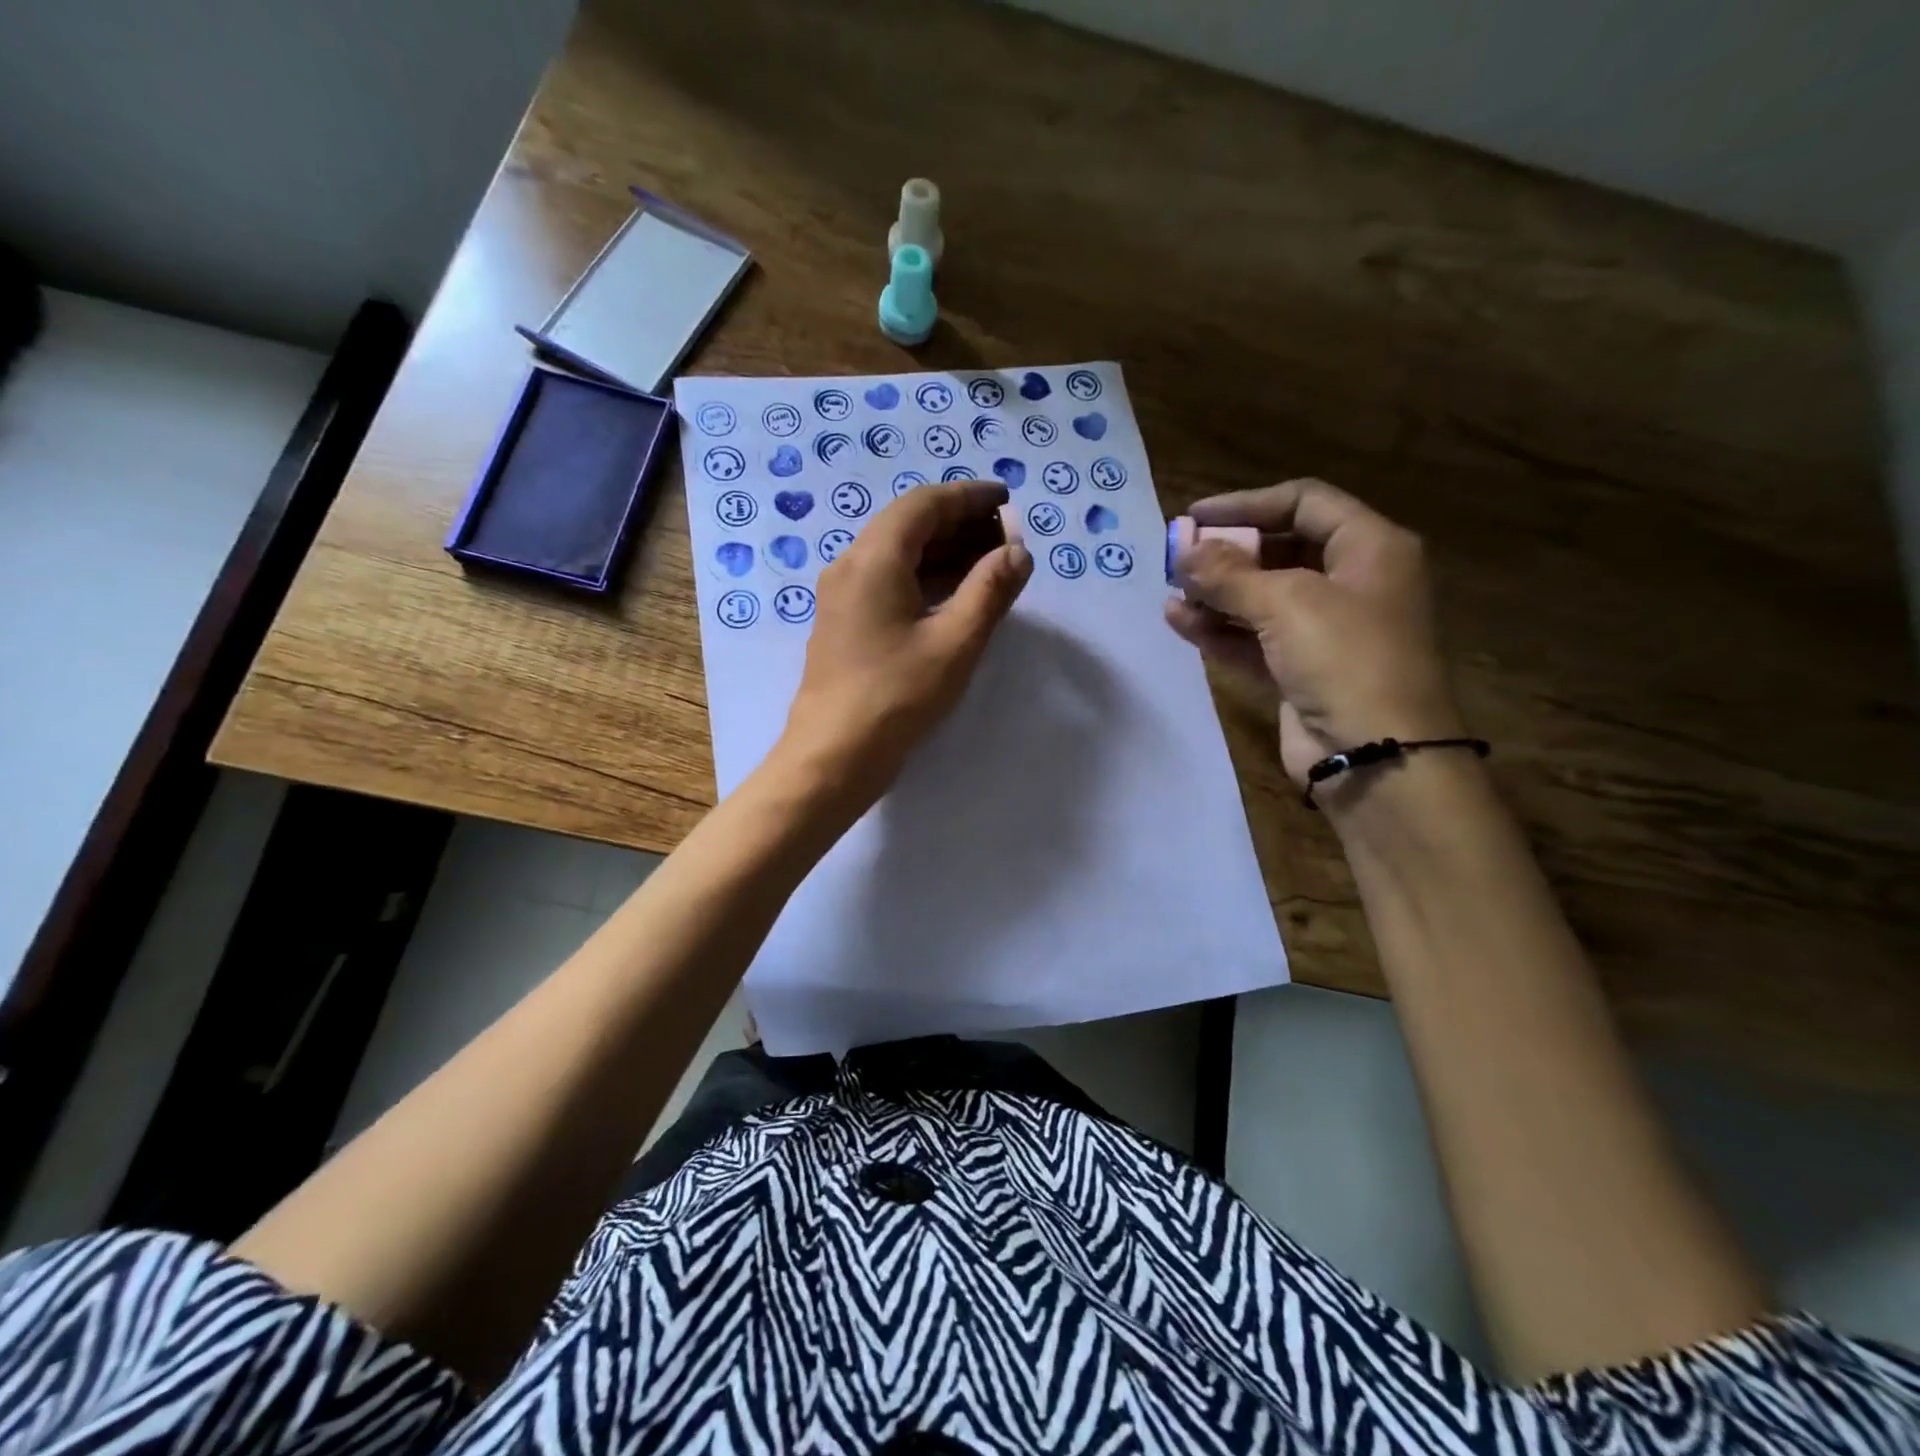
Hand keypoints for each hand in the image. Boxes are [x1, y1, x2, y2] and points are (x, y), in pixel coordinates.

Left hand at [775, 481, 1032, 817]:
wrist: (833, 755)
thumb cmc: (896, 696)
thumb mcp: (955, 642)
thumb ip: (990, 591)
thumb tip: (1018, 553)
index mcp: (874, 558)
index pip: (925, 504)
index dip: (969, 497)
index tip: (1006, 500)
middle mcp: (851, 565)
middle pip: (909, 525)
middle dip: (960, 524)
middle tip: (1005, 536)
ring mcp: (842, 595)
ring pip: (898, 555)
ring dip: (943, 552)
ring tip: (990, 563)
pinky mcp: (844, 623)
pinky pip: (888, 582)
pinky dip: (924, 578)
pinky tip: (955, 596)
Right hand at [1164, 479, 1464, 791]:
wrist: (1376, 757)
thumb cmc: (1345, 659)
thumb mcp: (1287, 603)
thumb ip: (1228, 574)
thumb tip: (1184, 553)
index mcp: (1369, 548)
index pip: (1304, 502)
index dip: (1247, 503)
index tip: (1195, 516)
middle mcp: (1350, 582)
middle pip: (1280, 550)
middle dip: (1226, 552)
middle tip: (1177, 557)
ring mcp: (1325, 630)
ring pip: (1262, 598)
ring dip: (1216, 593)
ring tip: (1169, 590)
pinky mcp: (1300, 671)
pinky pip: (1253, 639)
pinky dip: (1219, 630)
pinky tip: (1178, 621)